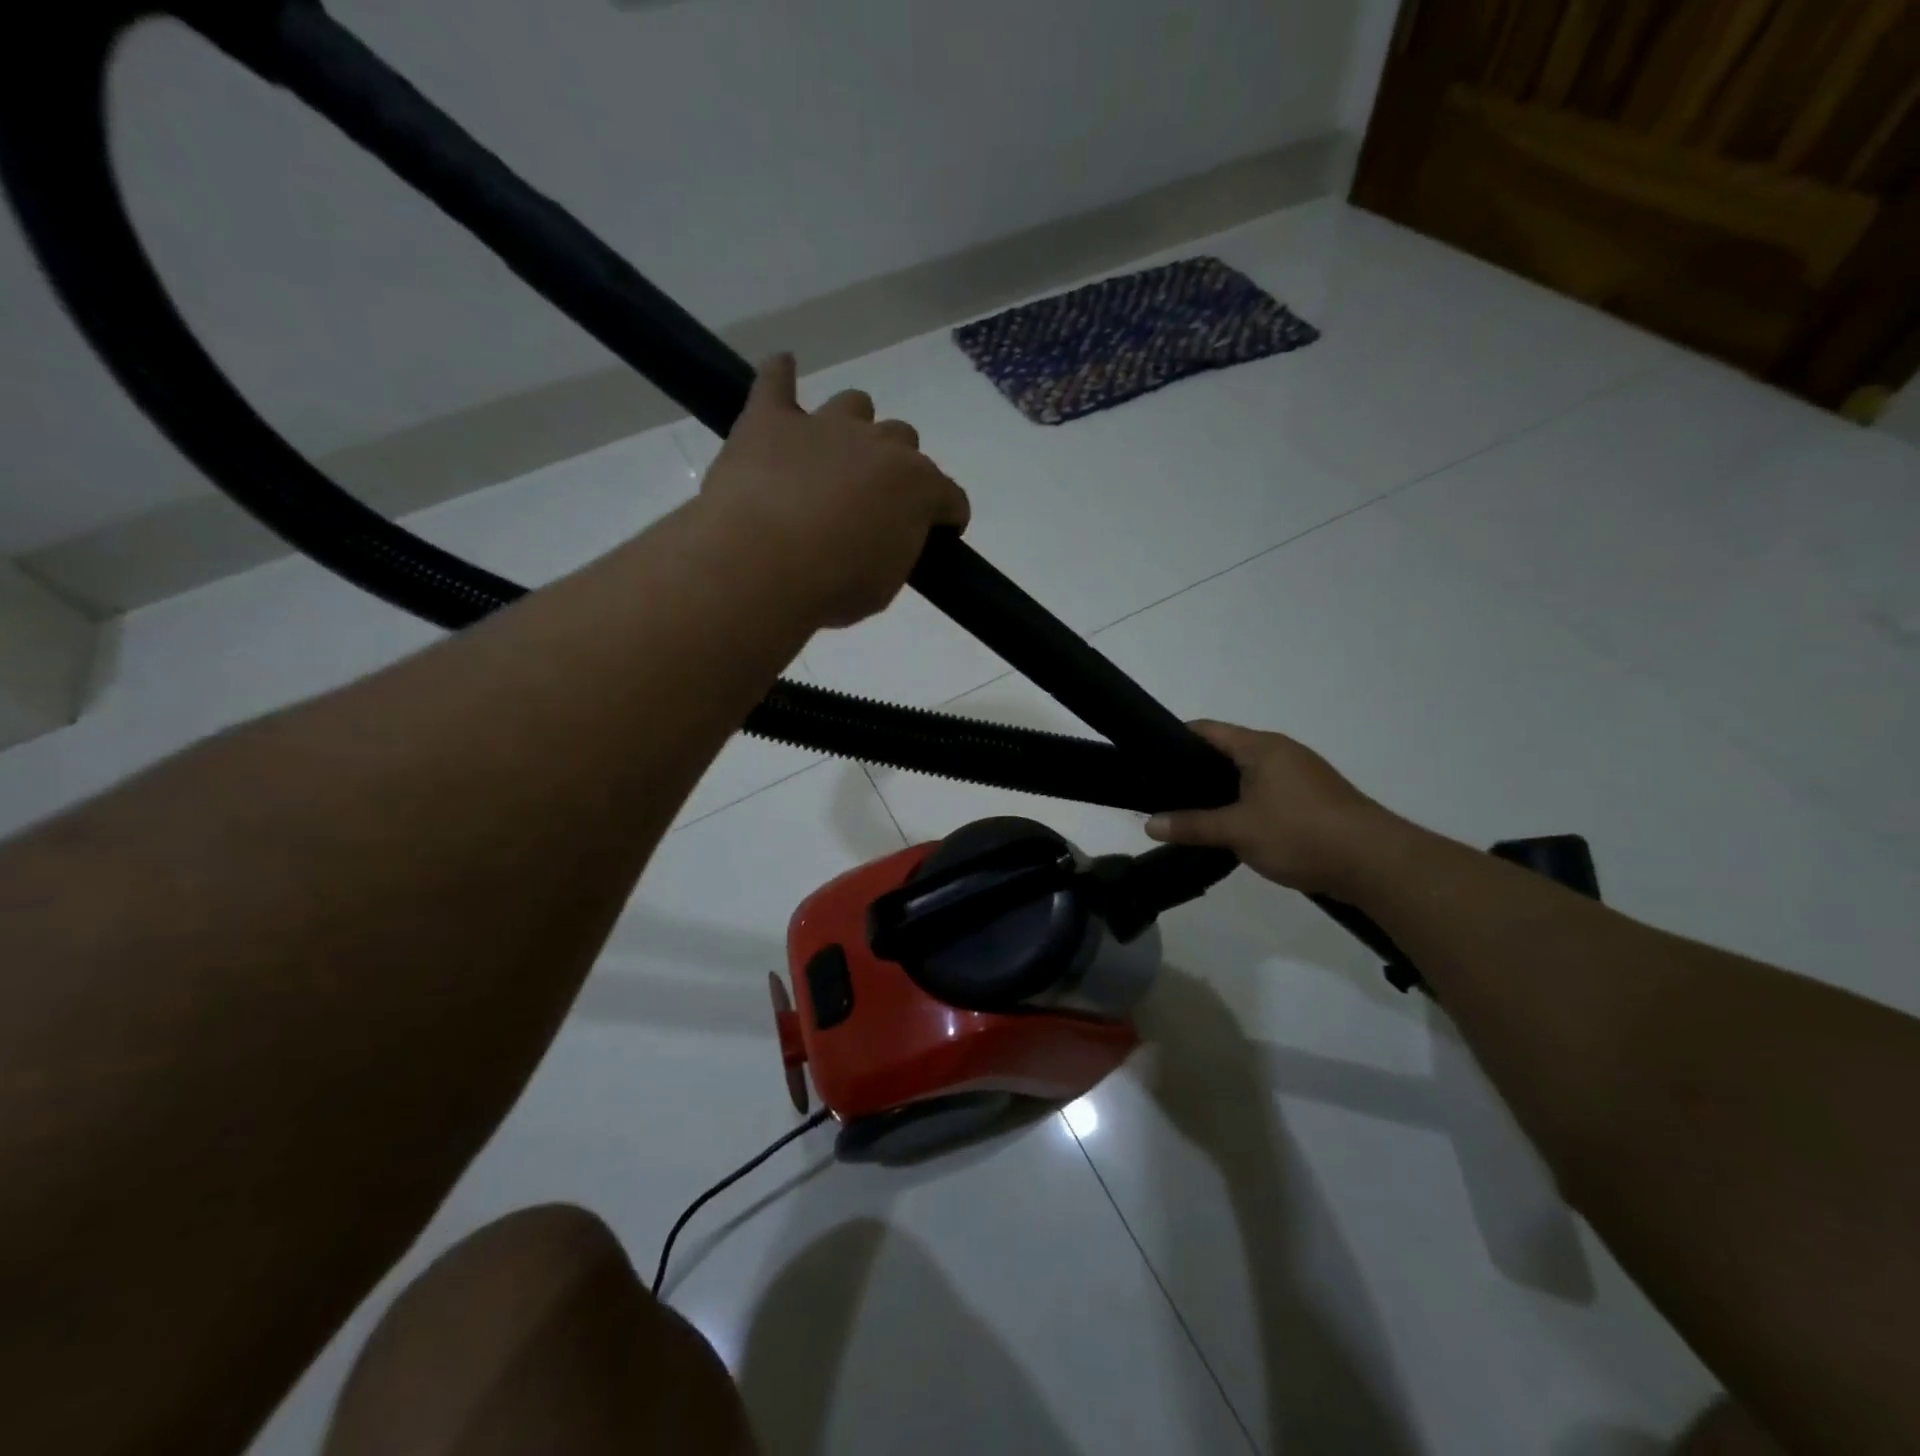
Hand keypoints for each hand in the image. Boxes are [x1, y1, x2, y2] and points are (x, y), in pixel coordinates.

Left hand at [698, 354, 969, 626]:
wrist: (762, 566)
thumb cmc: (834, 586)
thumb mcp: (885, 585)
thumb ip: (897, 550)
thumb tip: (887, 535)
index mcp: (919, 487)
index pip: (950, 496)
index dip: (946, 517)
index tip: (937, 535)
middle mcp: (881, 444)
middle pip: (904, 440)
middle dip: (896, 468)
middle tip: (875, 503)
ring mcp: (825, 425)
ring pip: (855, 404)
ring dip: (853, 427)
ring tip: (835, 456)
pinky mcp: (770, 420)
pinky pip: (777, 381)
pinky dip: (781, 376)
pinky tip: (783, 369)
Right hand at [1144, 721, 1396, 894]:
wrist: (1374, 863)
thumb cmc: (1300, 833)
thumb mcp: (1237, 830)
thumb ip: (1192, 825)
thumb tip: (1149, 824)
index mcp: (1261, 747)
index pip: (1207, 730)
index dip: (1175, 739)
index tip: (1148, 757)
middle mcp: (1282, 752)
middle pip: (1227, 751)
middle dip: (1195, 769)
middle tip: (1162, 791)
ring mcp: (1301, 775)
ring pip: (1248, 774)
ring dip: (1221, 789)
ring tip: (1190, 811)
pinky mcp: (1313, 799)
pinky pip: (1267, 791)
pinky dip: (1244, 802)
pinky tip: (1230, 826)